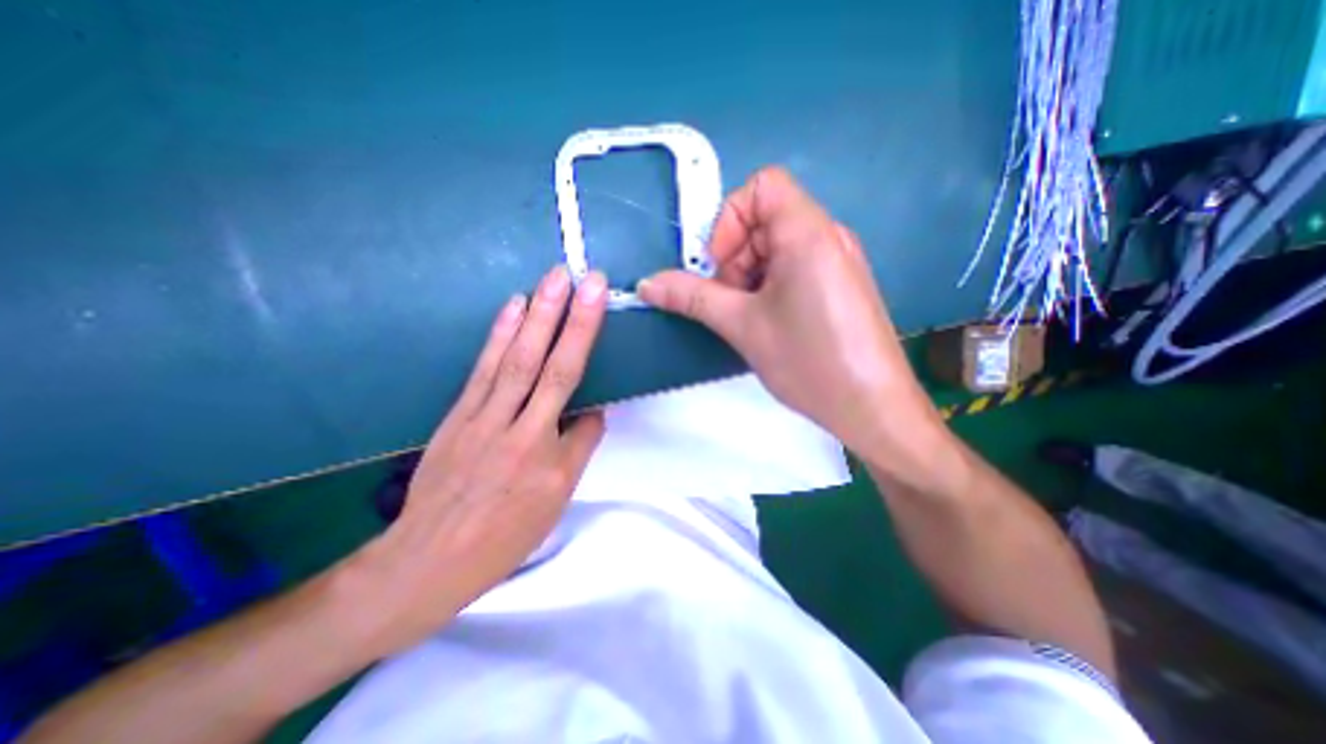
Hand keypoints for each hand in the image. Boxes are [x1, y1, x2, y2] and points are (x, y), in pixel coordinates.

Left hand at [348, 263, 605, 648]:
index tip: (598, 304)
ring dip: (535, 316)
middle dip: (568, 318)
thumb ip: (578, 448)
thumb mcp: (556, 500)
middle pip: (547, 365)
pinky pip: (483, 369)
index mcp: (544, 454)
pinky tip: (512, 308)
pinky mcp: (459, 414)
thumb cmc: (505, 534)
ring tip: (552, 280)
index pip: (575, 389)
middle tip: (583, 278)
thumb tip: (592, 411)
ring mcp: (482, 417)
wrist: (429, 560)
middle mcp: (516, 428)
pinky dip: (499, 335)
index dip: (586, 342)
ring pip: (514, 359)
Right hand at [637, 168, 936, 457]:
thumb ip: (691, 297)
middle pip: (765, 219)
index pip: (762, 185)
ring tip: (749, 318)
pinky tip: (769, 323)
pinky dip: (769, 286)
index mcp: (807, 232)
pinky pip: (793, 267)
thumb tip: (646, 284)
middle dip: (735, 257)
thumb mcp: (742, 325)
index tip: (719, 267)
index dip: (730, 220)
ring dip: (748, 276)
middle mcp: (827, 235)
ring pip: (775, 247)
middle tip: (729, 302)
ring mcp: (835, 260)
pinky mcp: (837, 284)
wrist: (872, 407)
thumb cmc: (808, 359)